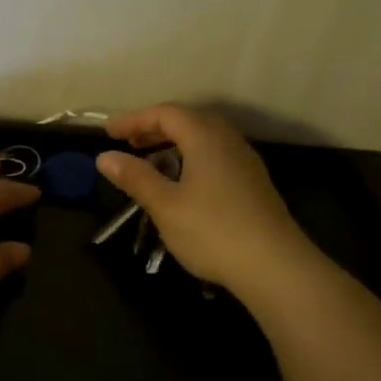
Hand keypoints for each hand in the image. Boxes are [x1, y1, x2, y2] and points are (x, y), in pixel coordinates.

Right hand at [96, 104, 324, 302]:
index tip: (108, 133)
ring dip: (174, 143)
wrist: (275, 267)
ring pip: (205, 138)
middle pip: (189, 120)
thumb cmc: (213, 231)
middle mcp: (228, 142)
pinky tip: (181, 182)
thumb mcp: (164, 205)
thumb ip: (135, 177)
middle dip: (155, 127)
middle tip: (128, 143)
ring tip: (150, 161)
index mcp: (206, 139)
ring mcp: (245, 163)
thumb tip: (105, 157)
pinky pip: (216, 156)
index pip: (166, 114)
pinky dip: (190, 158)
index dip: (134, 119)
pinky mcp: (252, 184)